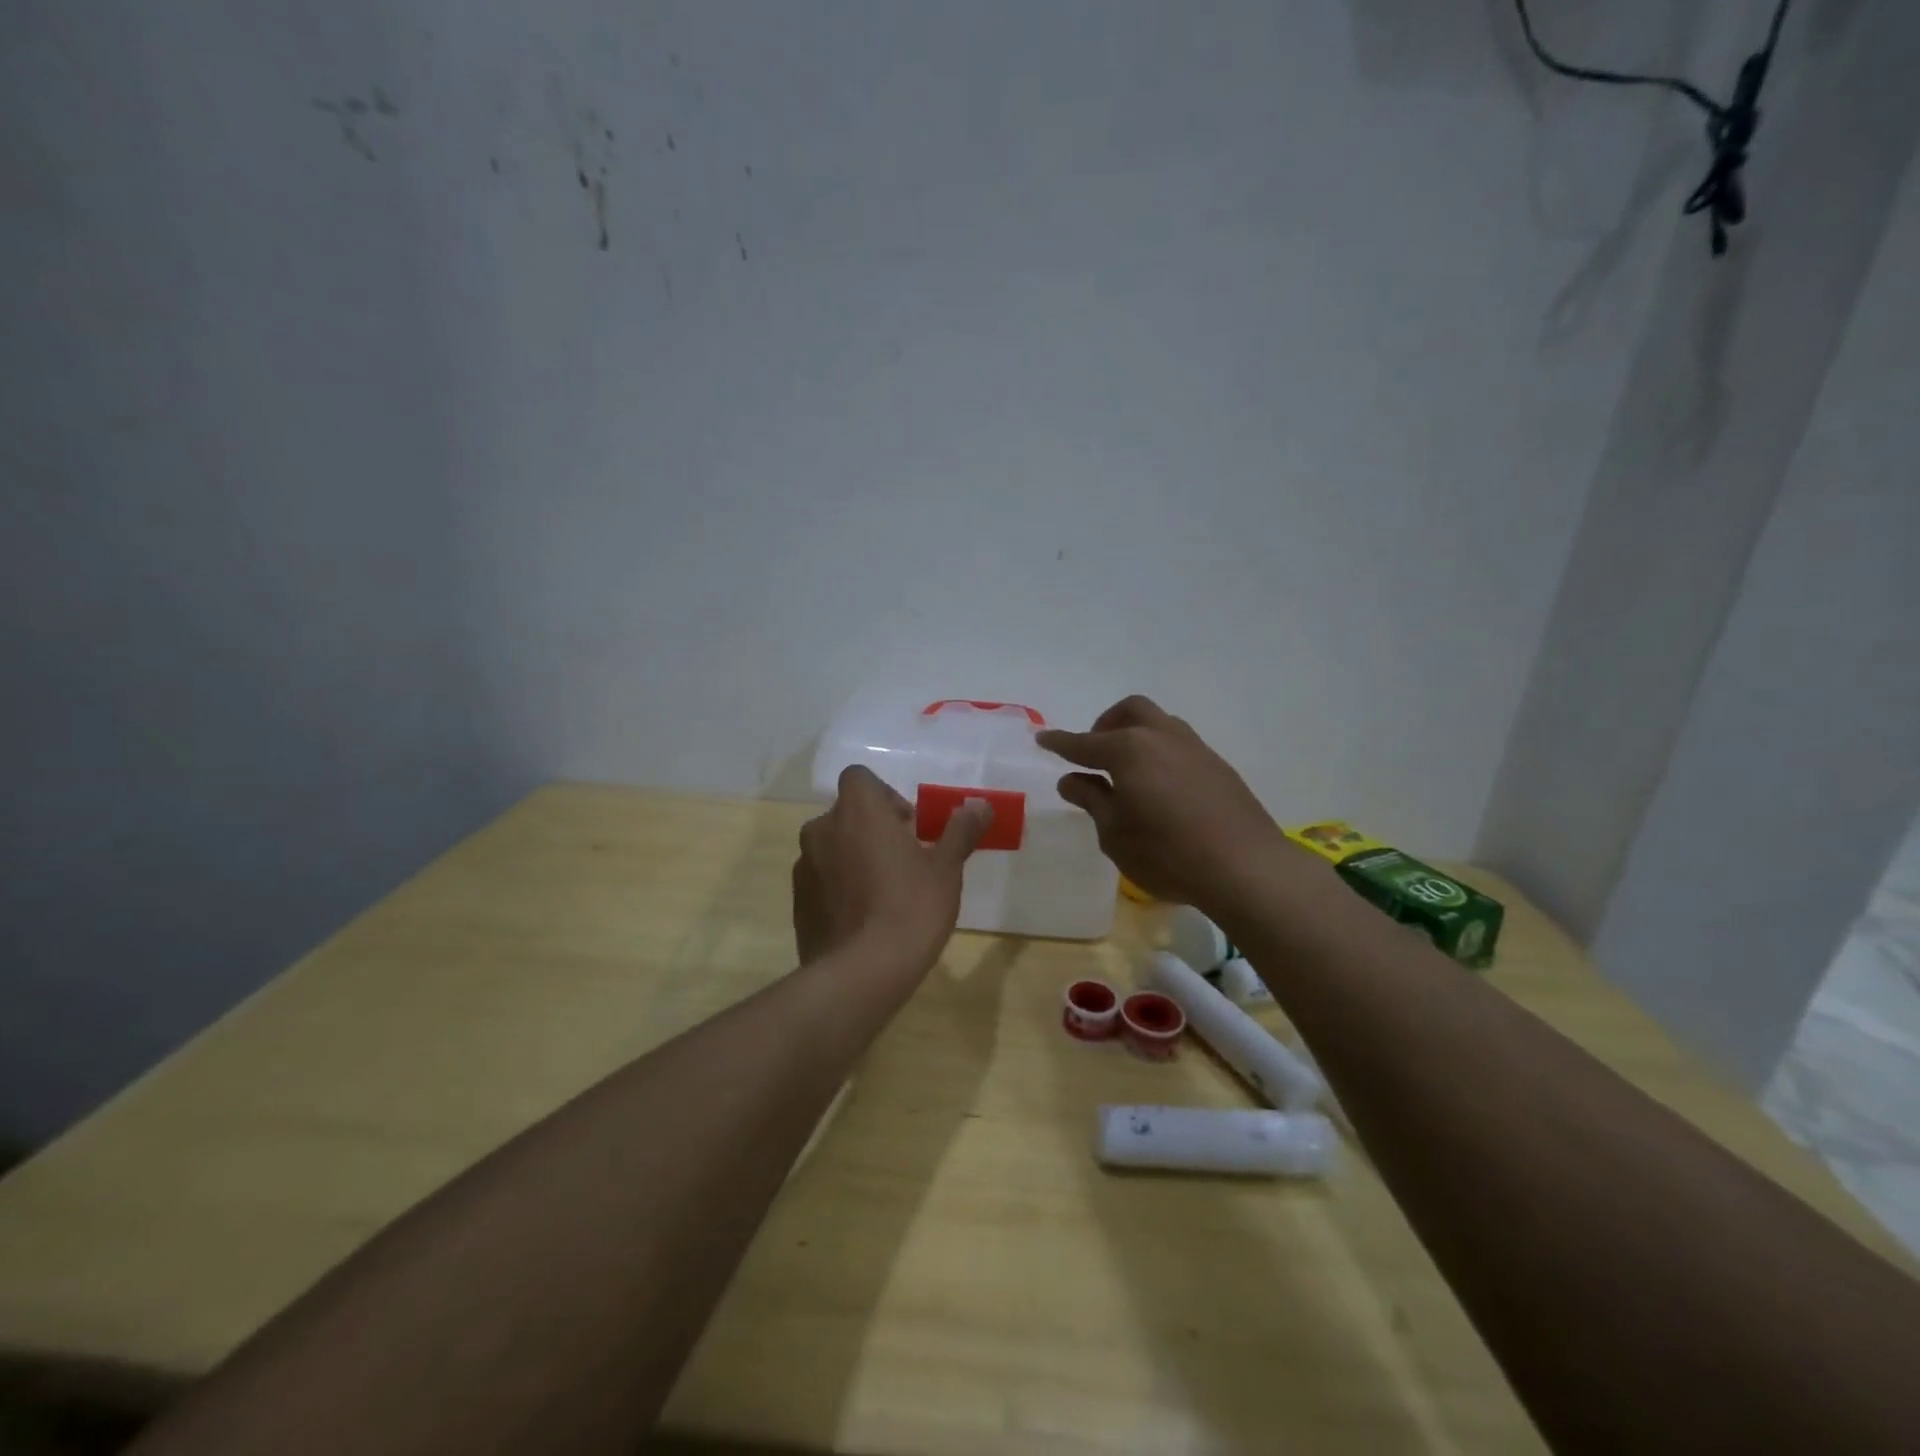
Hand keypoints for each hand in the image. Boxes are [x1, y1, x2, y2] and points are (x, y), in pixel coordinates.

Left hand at [792, 766, 990, 971]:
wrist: (863, 972)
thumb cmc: (911, 907)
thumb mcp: (946, 868)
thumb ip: (960, 831)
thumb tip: (980, 804)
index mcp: (858, 811)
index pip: (859, 778)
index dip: (884, 796)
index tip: (908, 826)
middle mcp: (822, 829)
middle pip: (847, 814)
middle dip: (872, 829)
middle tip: (903, 860)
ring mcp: (804, 867)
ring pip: (831, 848)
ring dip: (853, 857)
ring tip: (883, 893)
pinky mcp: (798, 902)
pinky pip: (821, 880)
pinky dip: (839, 888)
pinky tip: (863, 919)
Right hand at [1037, 695, 1312, 912]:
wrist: (1246, 867)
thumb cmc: (1167, 854)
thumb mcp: (1115, 833)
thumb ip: (1092, 800)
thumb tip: (1071, 779)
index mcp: (1128, 750)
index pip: (1084, 743)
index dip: (1060, 743)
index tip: (1042, 739)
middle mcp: (1161, 737)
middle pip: (1129, 712)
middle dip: (1105, 724)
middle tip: (1093, 753)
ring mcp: (1194, 748)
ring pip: (1158, 723)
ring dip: (1136, 734)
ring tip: (1127, 770)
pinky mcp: (1217, 766)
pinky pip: (1179, 744)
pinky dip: (1159, 752)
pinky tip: (1159, 786)